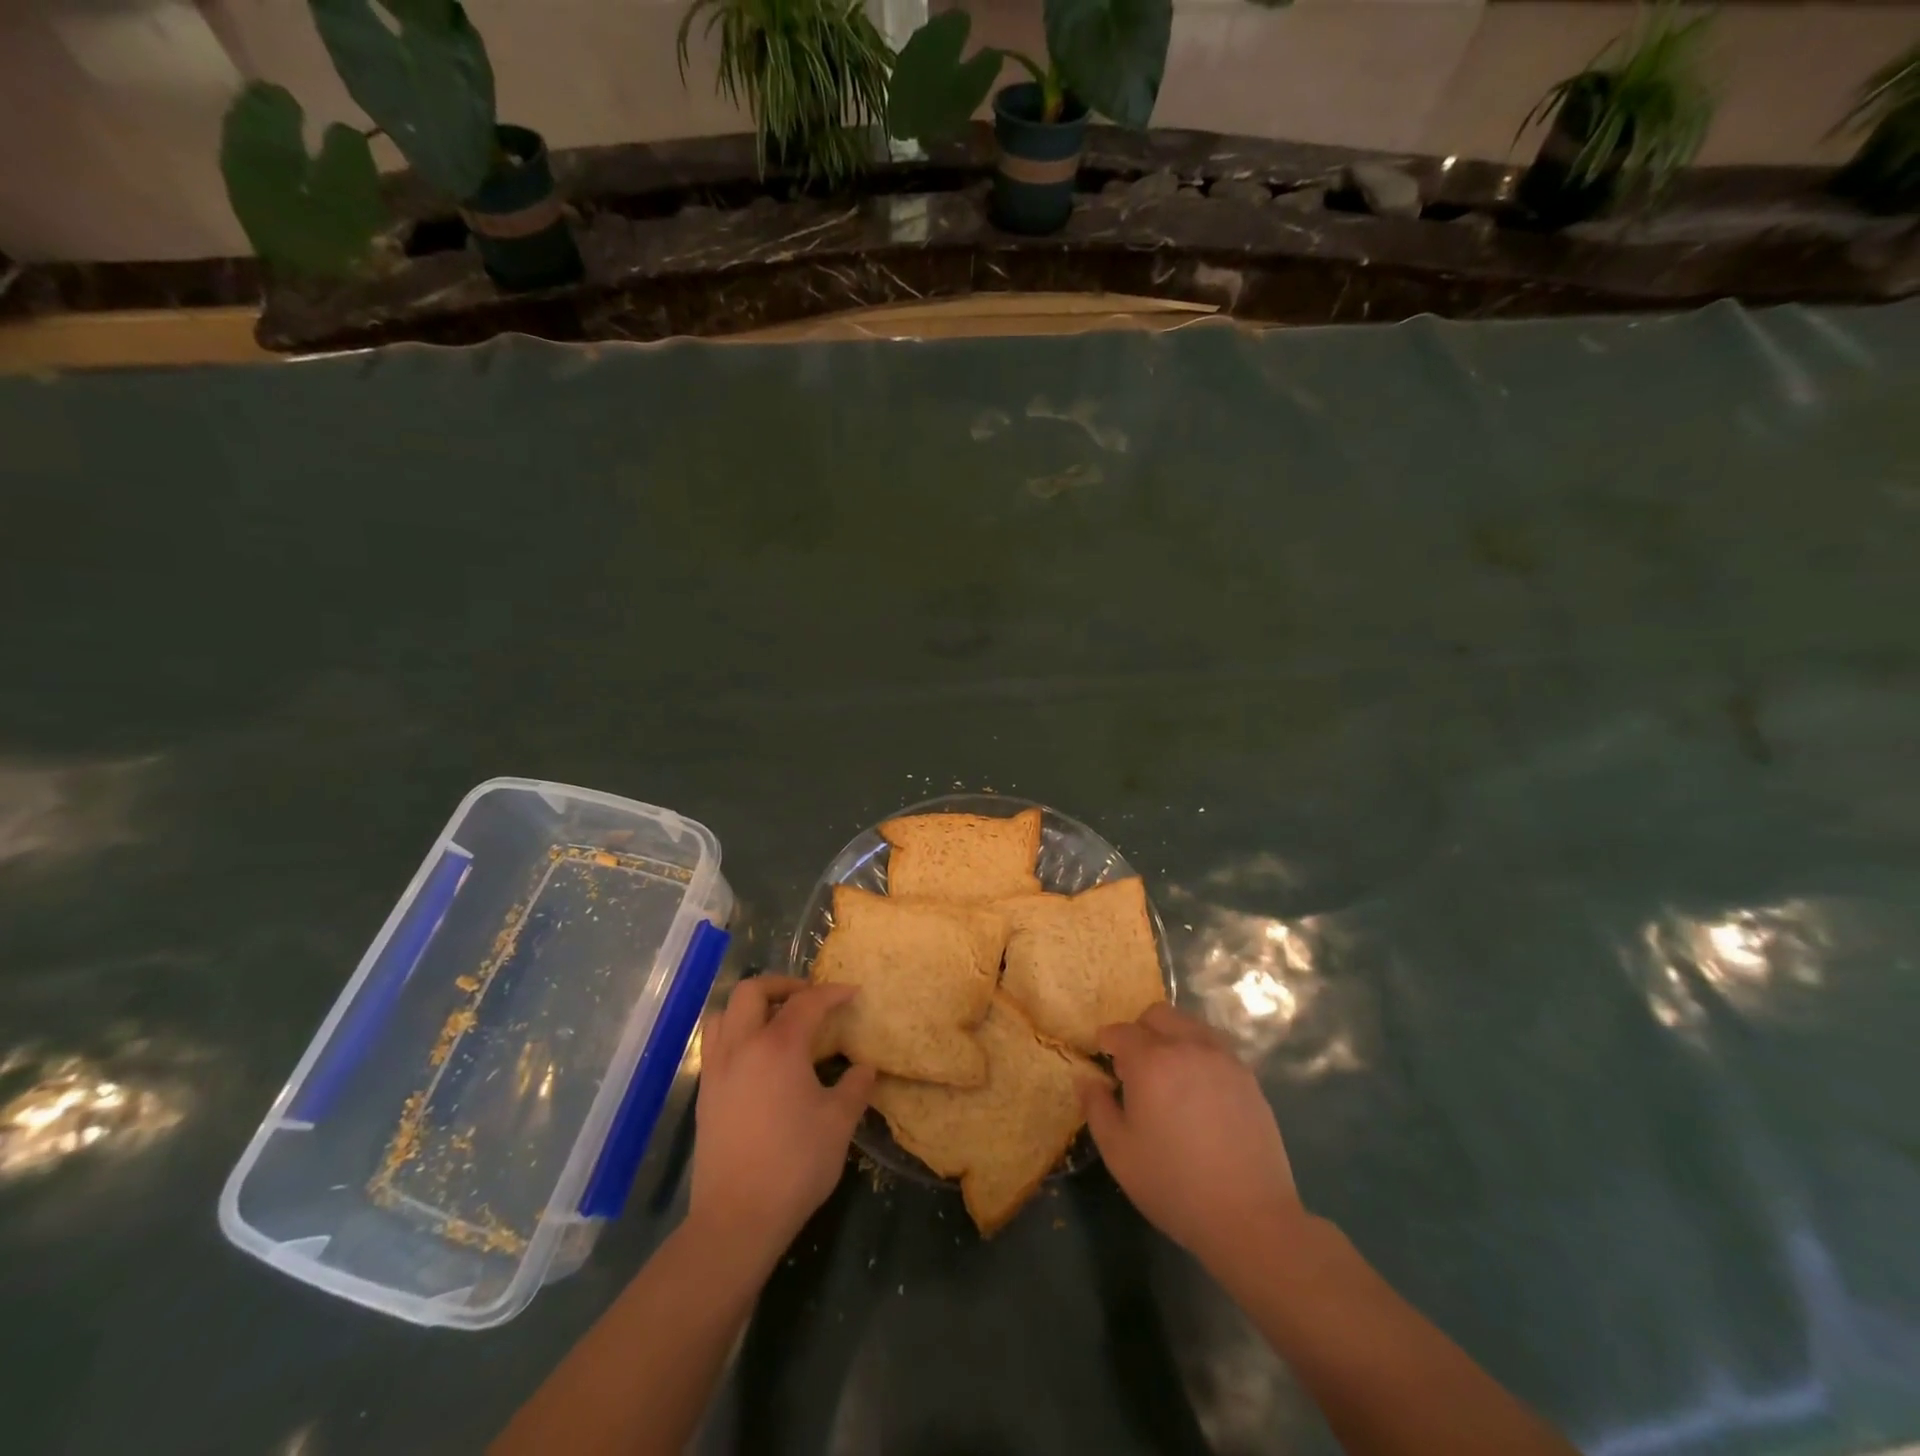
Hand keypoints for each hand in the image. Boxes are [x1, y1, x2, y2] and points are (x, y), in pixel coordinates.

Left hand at [689, 975, 874, 1265]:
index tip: (851, 993)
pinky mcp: (704, 1094)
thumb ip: (855, 1087)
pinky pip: (715, 1043)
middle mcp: (742, 1047)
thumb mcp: (839, 1123)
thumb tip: (864, 1068)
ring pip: (724, 1013)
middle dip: (782, 985)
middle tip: (807, 998)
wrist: (737, 1219)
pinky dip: (736, 1033)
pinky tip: (757, 1058)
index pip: (807, 1002)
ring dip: (750, 1006)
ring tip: (775, 1021)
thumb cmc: (795, 1165)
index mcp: (778, 1046)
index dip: (832, 993)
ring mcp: (717, 1070)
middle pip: (752, 991)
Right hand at [1081, 1003, 1304, 1272]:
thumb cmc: (1173, 1185)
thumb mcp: (1118, 1152)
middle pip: (1158, 1015)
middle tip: (1136, 1066)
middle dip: (1141, 1030)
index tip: (1104, 1058)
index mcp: (1151, 1061)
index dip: (1108, 1041)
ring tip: (1169, 1076)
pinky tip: (1199, 1091)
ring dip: (1172, 1037)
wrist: (1250, 1218)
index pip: (1122, 1031)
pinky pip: (1215, 1048)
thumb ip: (1096, 1107)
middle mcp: (1187, 1047)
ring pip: (1190, 1025)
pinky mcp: (1248, 1077)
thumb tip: (1085, 1077)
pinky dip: (1199, 1054)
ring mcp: (1223, 1059)